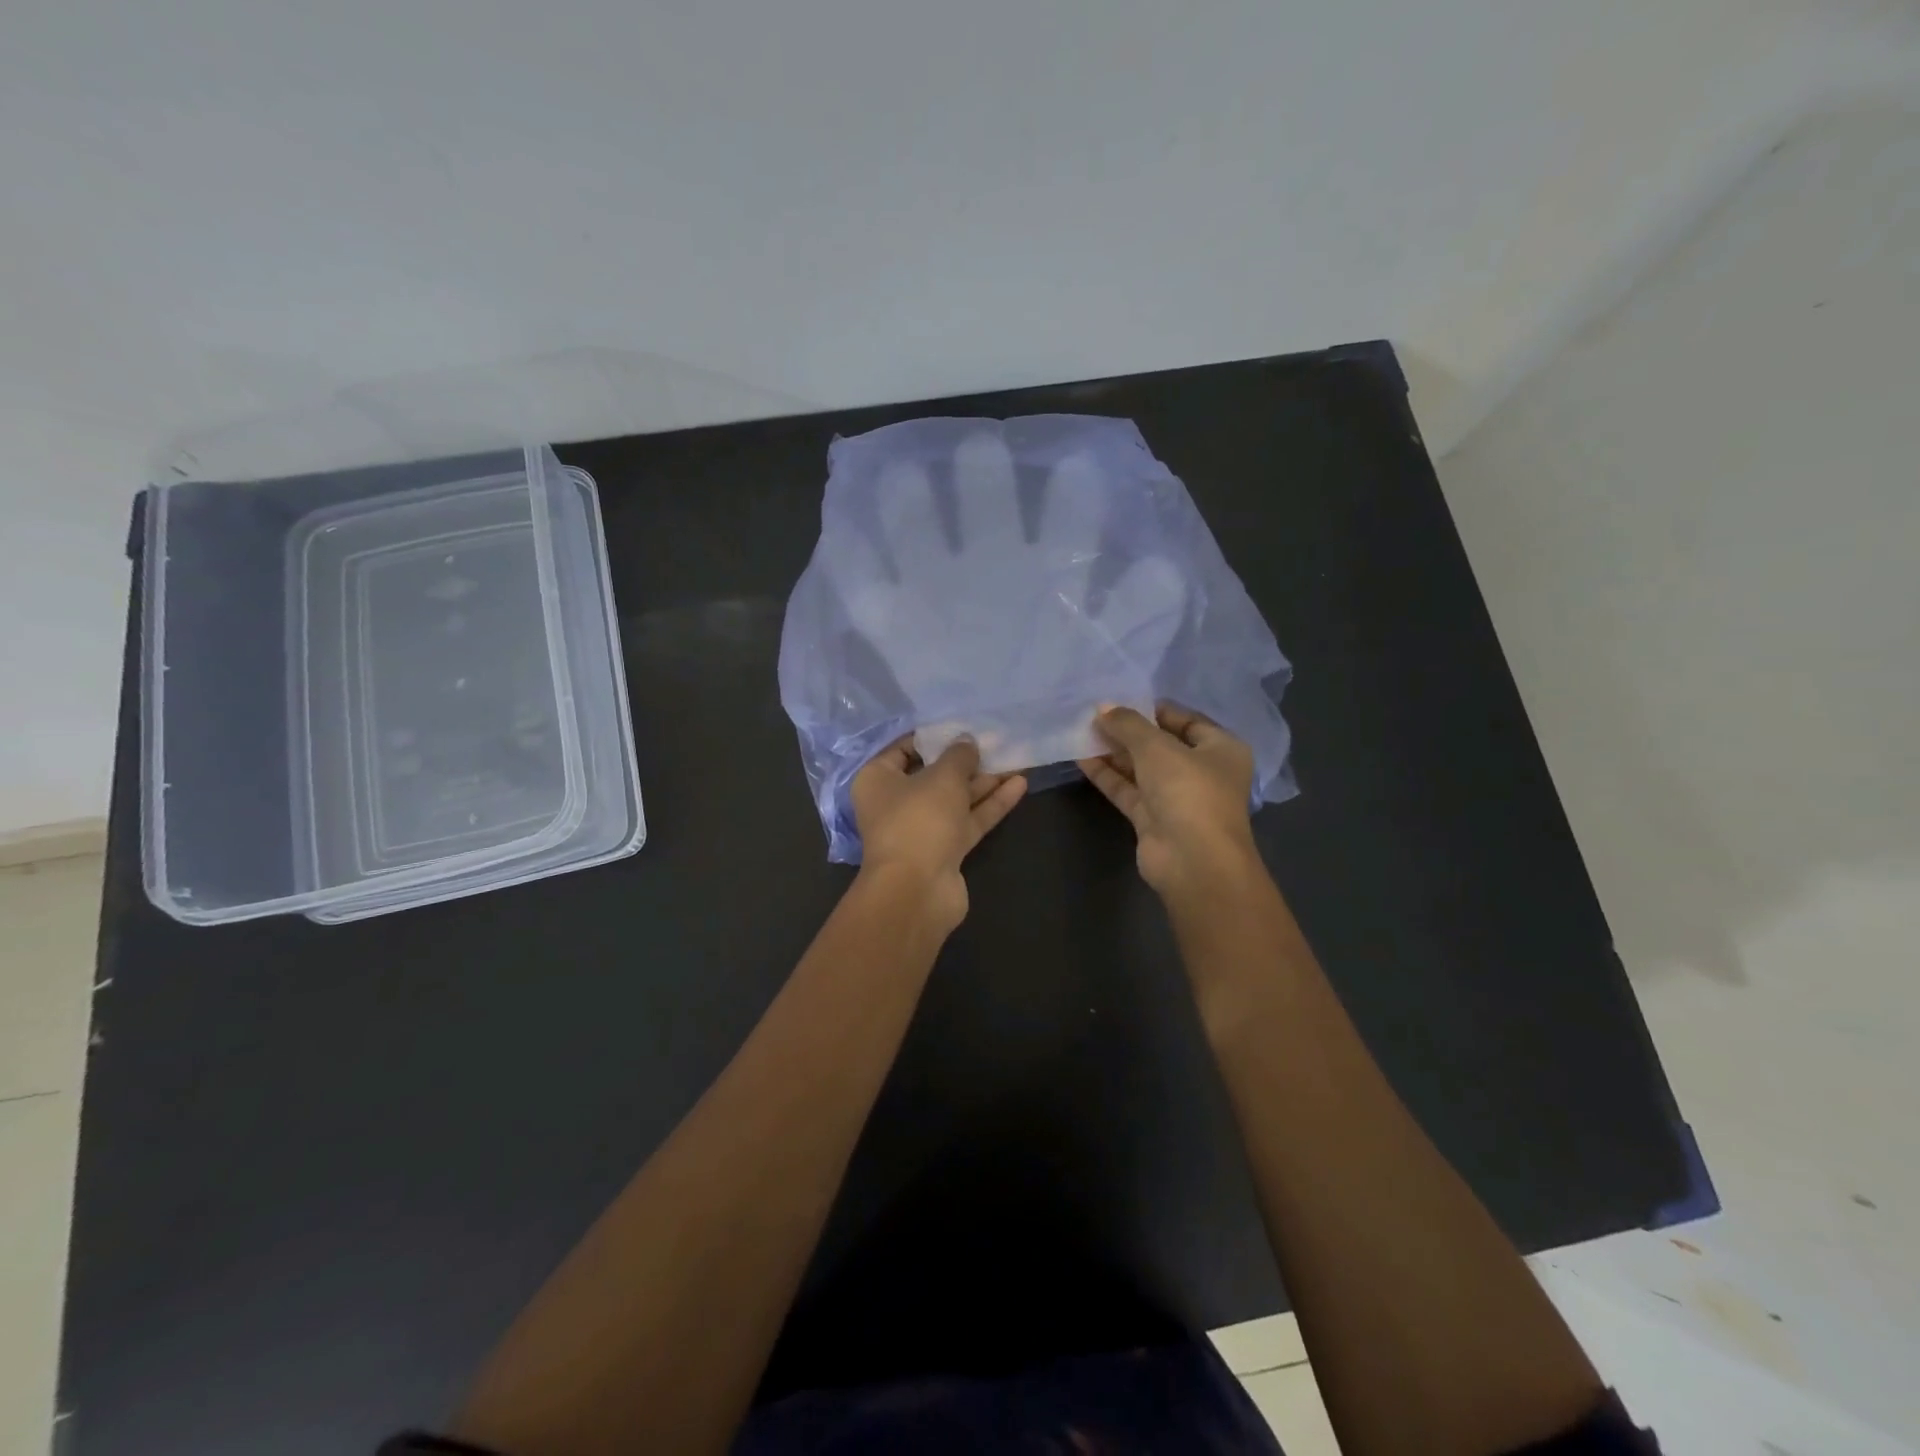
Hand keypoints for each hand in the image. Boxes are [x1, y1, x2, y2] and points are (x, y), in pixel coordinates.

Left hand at [852, 737, 1026, 931]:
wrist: (918, 890)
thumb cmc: (919, 820)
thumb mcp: (942, 777)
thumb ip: (959, 756)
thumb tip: (967, 742)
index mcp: (878, 779)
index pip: (905, 749)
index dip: (934, 736)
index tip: (962, 726)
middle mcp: (896, 803)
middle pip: (934, 775)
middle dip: (966, 761)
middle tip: (997, 741)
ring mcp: (922, 829)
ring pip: (956, 799)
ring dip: (985, 782)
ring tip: (1017, 759)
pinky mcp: (945, 850)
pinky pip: (969, 820)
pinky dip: (991, 804)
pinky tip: (1019, 784)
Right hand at [1076, 703, 1260, 900]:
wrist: (1193, 861)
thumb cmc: (1188, 791)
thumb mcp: (1157, 747)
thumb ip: (1128, 724)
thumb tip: (1103, 707)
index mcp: (1220, 749)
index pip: (1186, 720)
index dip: (1154, 709)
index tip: (1121, 700)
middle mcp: (1202, 772)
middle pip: (1161, 744)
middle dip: (1129, 731)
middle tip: (1095, 715)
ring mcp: (1177, 798)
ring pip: (1141, 768)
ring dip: (1114, 752)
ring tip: (1082, 731)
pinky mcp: (1153, 819)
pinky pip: (1128, 790)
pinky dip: (1108, 775)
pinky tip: (1082, 758)